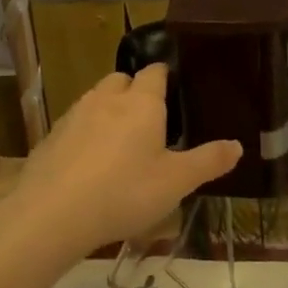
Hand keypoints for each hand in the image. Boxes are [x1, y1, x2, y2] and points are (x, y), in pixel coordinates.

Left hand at [12, 66, 239, 252]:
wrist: (51, 215)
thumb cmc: (124, 192)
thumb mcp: (177, 182)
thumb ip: (209, 161)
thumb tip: (238, 145)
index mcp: (142, 103)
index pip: (155, 72)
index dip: (166, 76)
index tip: (176, 88)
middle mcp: (106, 100)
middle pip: (121, 80)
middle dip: (135, 90)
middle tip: (150, 118)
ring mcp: (74, 117)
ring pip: (95, 100)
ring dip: (108, 111)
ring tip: (121, 141)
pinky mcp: (50, 139)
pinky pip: (74, 126)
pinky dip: (85, 135)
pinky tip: (90, 163)